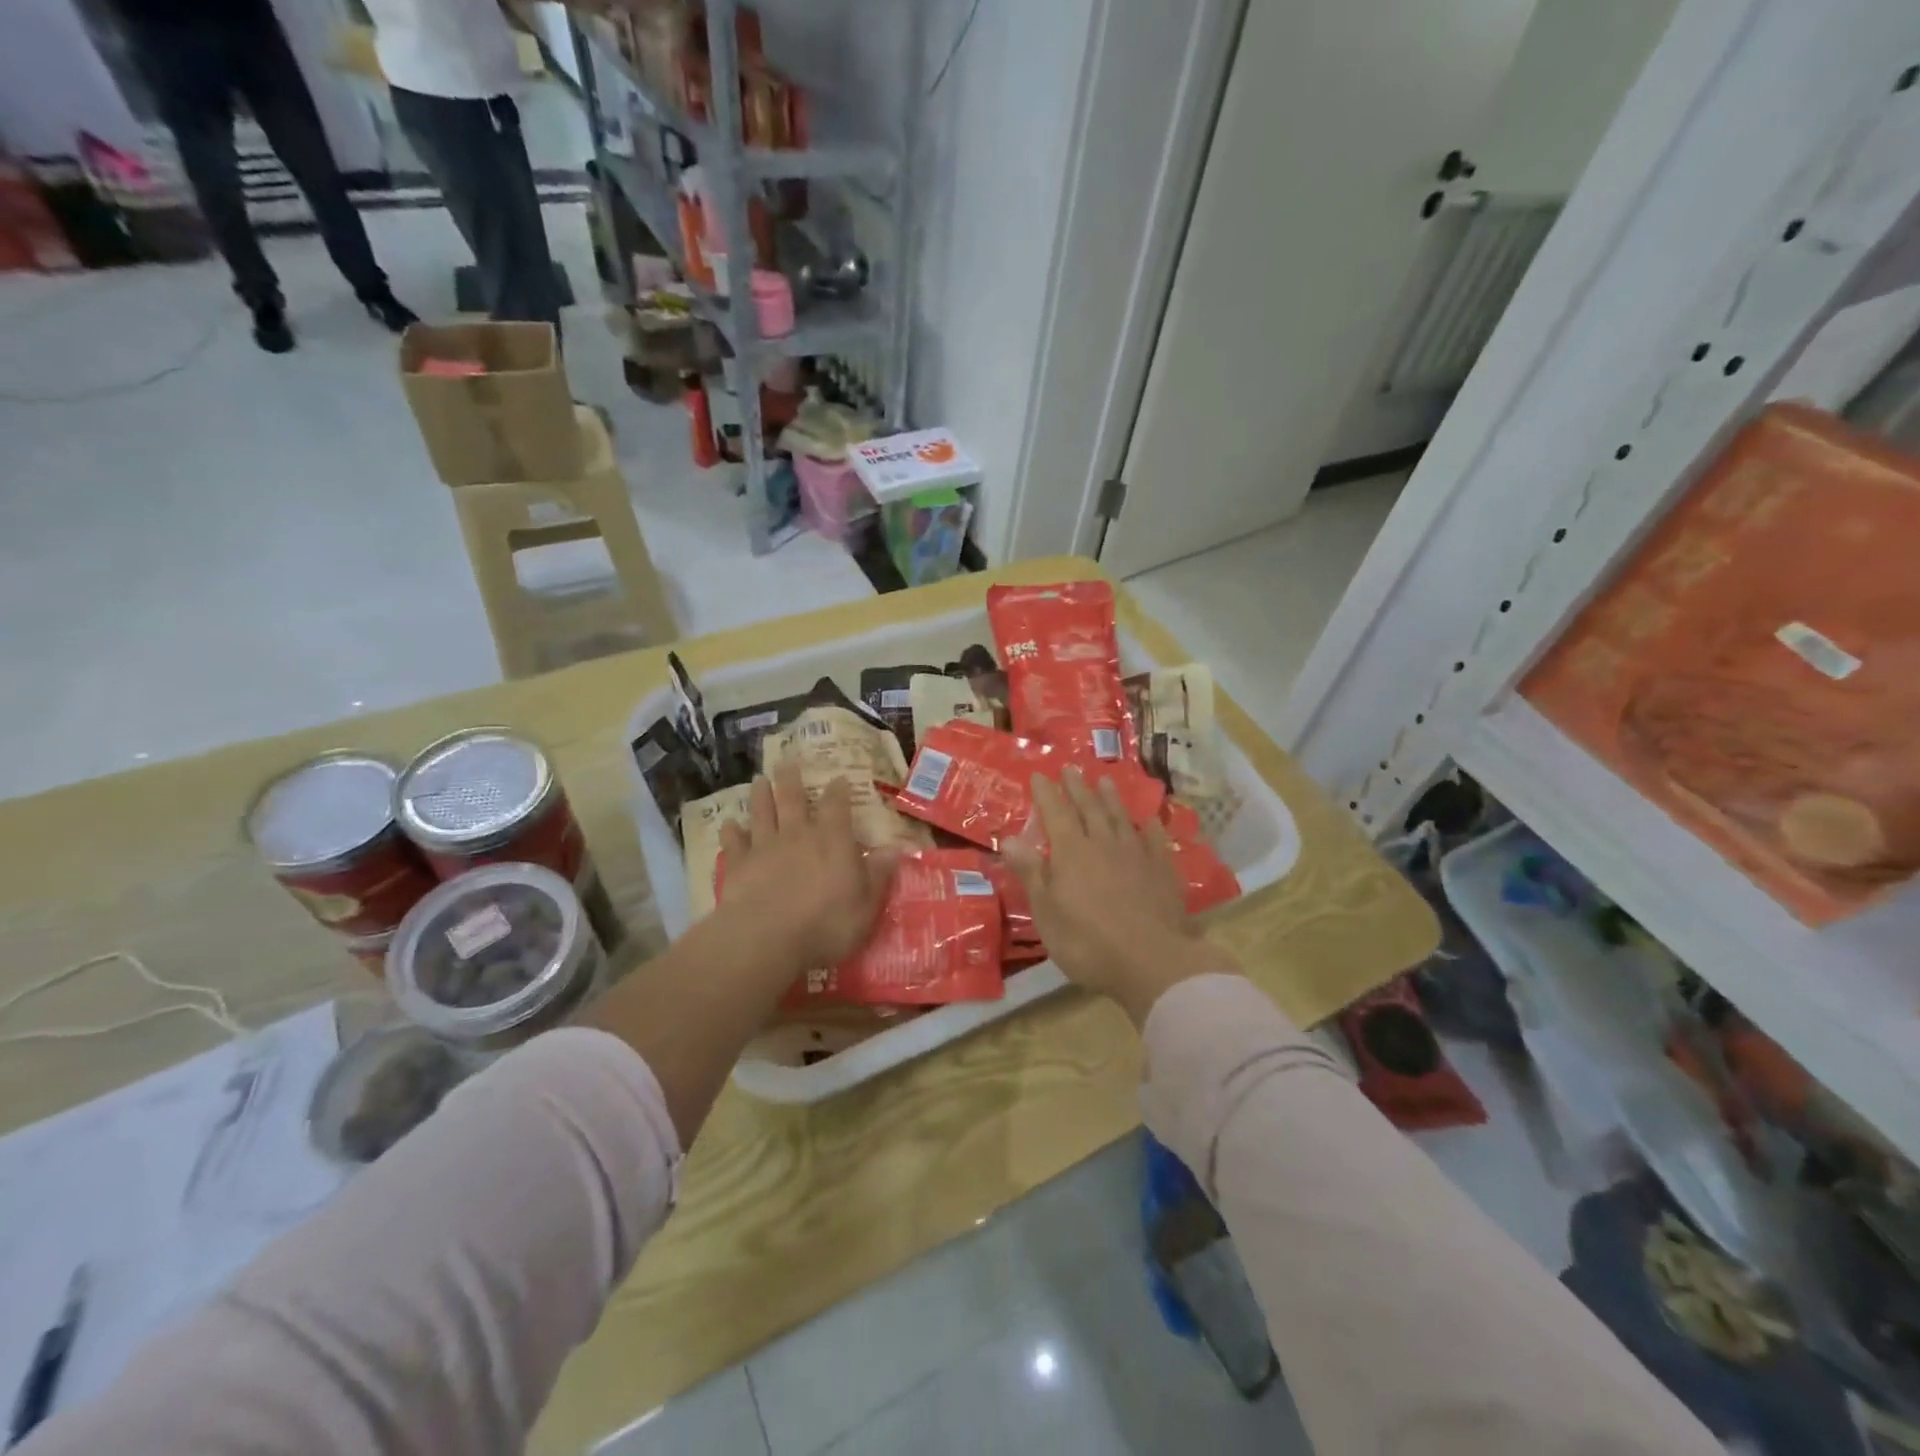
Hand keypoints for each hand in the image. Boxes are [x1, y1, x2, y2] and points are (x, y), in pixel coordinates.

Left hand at [715, 765, 897, 974]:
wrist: (767, 939)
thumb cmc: (826, 924)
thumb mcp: (866, 904)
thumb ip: (878, 874)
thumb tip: (895, 849)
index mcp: (832, 840)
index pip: (837, 806)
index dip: (838, 791)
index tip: (838, 778)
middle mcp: (797, 834)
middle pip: (792, 799)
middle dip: (791, 779)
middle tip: (787, 762)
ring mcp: (764, 847)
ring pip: (762, 813)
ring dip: (761, 796)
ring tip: (759, 780)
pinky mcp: (738, 865)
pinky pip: (734, 842)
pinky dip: (731, 832)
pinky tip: (729, 824)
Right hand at [1004, 768, 1236, 1025]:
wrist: (1152, 960)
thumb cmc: (1087, 941)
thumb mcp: (1047, 912)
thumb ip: (1031, 872)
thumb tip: (1009, 839)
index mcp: (1071, 852)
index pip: (1055, 813)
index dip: (1046, 793)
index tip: (1040, 774)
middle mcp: (1104, 843)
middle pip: (1088, 808)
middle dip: (1077, 787)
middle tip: (1071, 768)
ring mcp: (1137, 854)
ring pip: (1120, 817)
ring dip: (1110, 798)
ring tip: (1104, 780)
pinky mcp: (1163, 871)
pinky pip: (1155, 840)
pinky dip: (1149, 826)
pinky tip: (1148, 820)